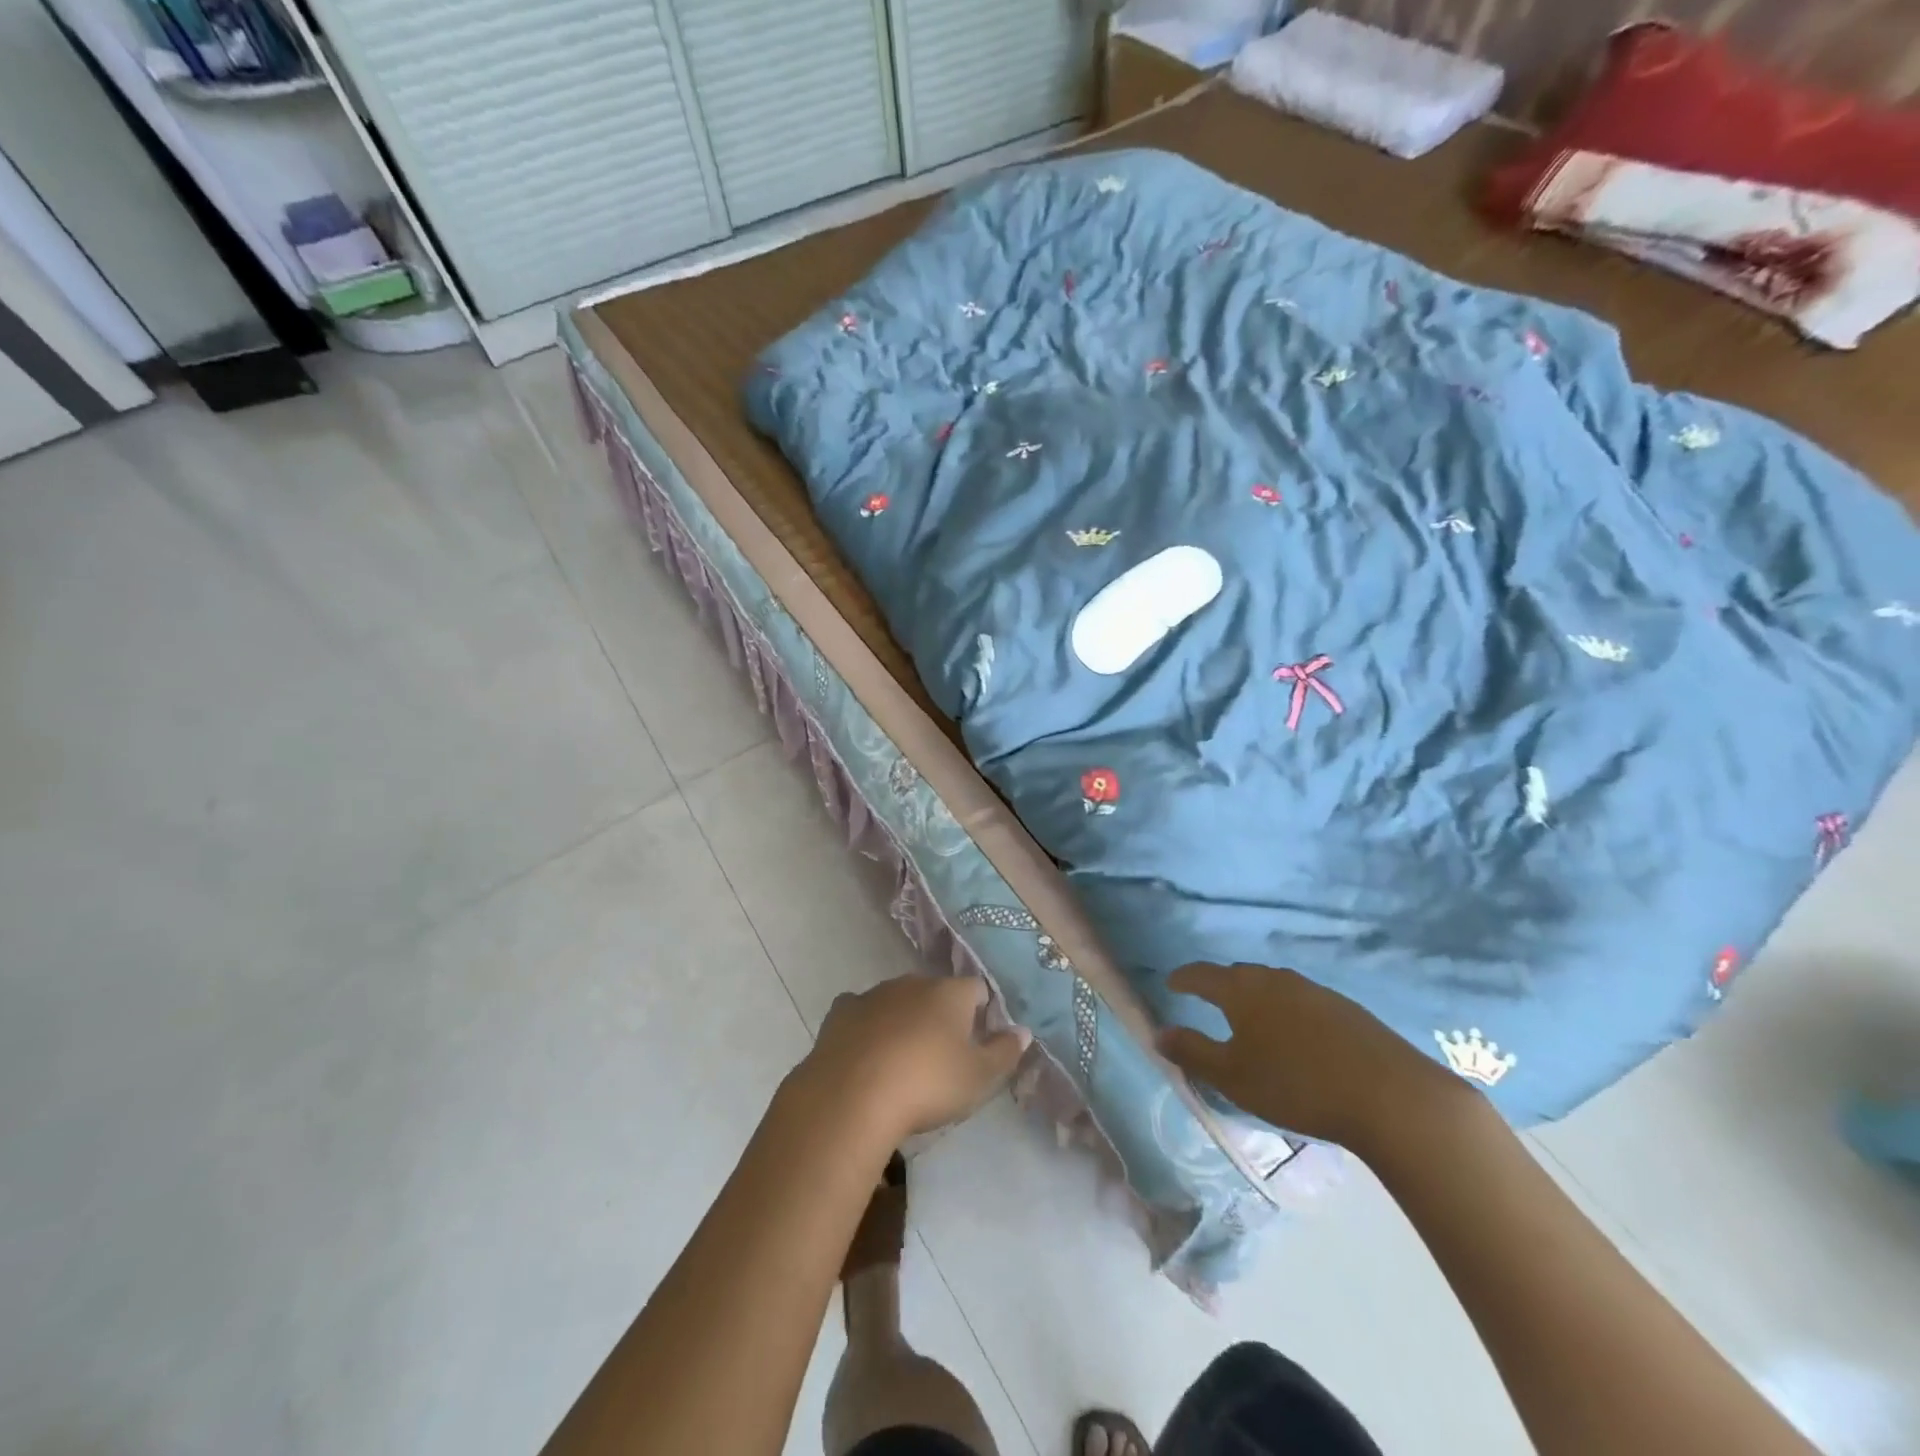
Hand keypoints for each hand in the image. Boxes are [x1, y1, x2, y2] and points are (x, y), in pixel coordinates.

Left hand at [799, 974, 1030, 1143]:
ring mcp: (874, 994)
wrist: (852, 1096)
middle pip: (935, 992)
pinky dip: (867, 1026)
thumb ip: (1005, 1052)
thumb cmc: (927, 1084)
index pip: (976, 989)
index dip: (981, 1012)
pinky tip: (865, 1052)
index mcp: (950, 993)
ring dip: (904, 1020)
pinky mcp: (842, 1012)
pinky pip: (861, 1012)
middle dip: (940, 1015)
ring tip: (902, 1060)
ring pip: (897, 1000)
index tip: (978, 1042)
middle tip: (941, 1056)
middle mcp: (913, 983)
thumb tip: (1023, 1031)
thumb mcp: (979, 1077)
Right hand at [1157, 962, 1469, 1154]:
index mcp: (1242, 990)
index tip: (1171, 983)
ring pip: (1273, 986)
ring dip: (1255, 997)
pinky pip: (1301, 1000)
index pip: (1202, 975)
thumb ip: (1192, 1052)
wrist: (1390, 1095)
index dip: (1184, 978)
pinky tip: (1295, 1035)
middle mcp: (1275, 979)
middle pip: (1238, 975)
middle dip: (1220, 985)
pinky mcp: (1346, 1009)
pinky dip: (1286, 1010)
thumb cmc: (1296, 1084)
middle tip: (1208, 1000)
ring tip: (1250, 1019)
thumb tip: (1158, 1033)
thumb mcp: (1233, 1076)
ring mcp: (1314, 991)